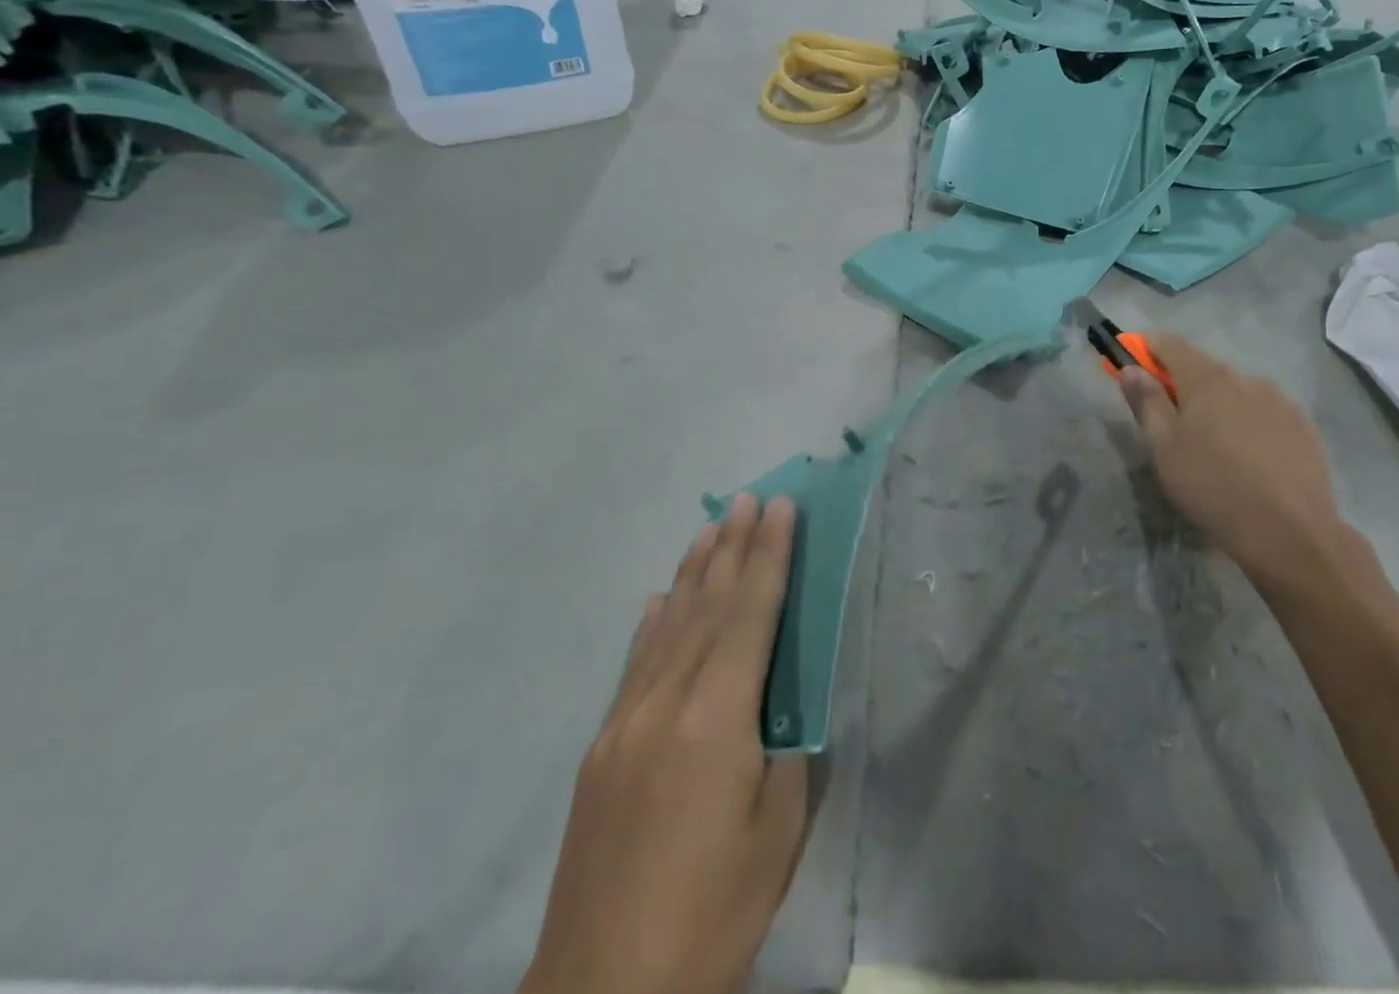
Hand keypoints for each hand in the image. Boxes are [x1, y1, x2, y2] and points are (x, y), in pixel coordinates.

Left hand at [521, 495, 808, 993]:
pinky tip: (658, 599)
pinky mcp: (599, 752)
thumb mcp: (778, 830)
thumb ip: (784, 749)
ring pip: (667, 625)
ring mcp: (624, 724)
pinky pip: (633, 665)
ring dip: (693, 571)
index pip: (751, 612)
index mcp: (717, 718)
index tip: (781, 507)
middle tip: (750, 497)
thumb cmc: (713, 914)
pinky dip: (652, 623)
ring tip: (712, 527)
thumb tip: (778, 706)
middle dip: (733, 545)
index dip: (769, 554)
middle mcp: (666, 703)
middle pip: (707, 605)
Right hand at [1118, 335, 1341, 573]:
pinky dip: (1247, 424)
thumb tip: (1131, 368)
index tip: (1130, 362)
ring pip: (1236, 393)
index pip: (1169, 344)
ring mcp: (1280, 401)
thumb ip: (1146, 401)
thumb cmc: (1212, 485)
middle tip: (1169, 421)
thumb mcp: (1164, 448)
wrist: (1290, 532)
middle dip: (1181, 385)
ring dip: (1217, 406)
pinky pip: (1264, 414)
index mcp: (1208, 378)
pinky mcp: (1303, 426)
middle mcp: (1246, 378)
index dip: (1145, 348)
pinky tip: (1248, 460)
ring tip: (1214, 448)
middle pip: (1204, 369)